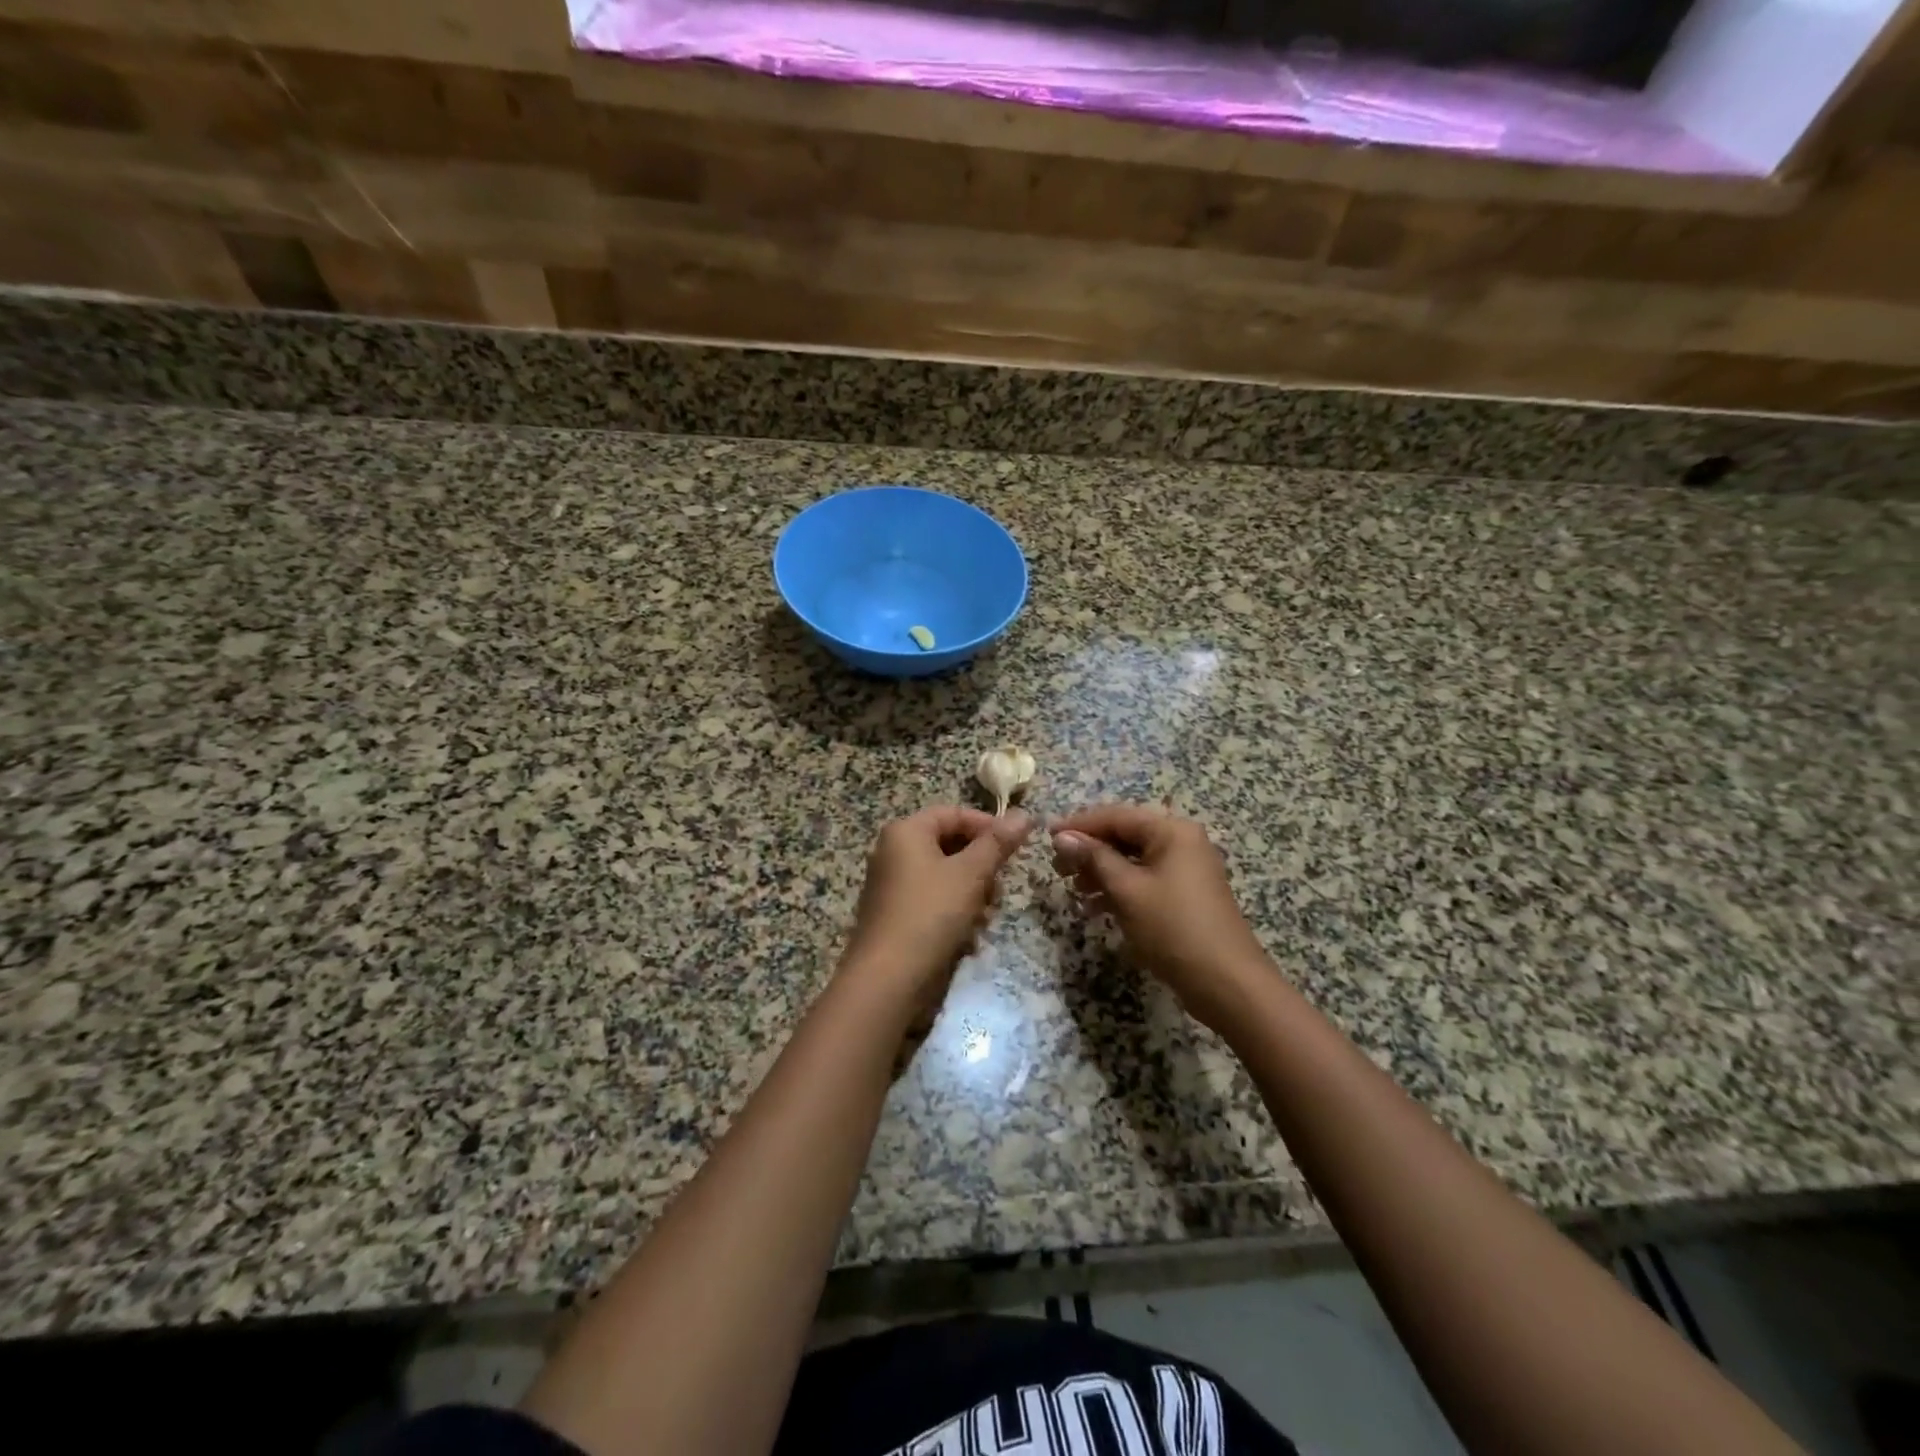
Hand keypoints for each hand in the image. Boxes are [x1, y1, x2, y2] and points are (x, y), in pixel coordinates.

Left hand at [841, 806, 1032, 1018]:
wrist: (888, 979)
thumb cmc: (930, 914)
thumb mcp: (971, 874)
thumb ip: (998, 843)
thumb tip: (1024, 814)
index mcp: (906, 832)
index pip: (953, 813)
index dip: (988, 825)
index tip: (1016, 846)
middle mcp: (894, 852)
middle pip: (950, 845)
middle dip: (981, 866)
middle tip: (1000, 888)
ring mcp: (892, 885)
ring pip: (945, 876)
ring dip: (972, 893)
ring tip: (985, 916)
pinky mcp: (896, 915)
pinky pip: (933, 901)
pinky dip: (954, 912)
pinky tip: (969, 935)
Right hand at [1050, 805, 1273, 1033]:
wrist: (1226, 983)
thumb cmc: (1173, 928)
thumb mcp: (1127, 890)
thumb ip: (1094, 858)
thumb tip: (1062, 837)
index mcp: (1172, 831)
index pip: (1116, 816)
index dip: (1079, 825)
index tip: (1046, 837)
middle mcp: (1181, 842)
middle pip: (1125, 835)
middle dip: (1089, 850)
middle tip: (1057, 868)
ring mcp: (1186, 869)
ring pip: (1133, 859)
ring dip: (1101, 871)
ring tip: (1073, 889)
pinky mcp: (1184, 895)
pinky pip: (1144, 880)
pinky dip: (1119, 889)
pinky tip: (1095, 907)